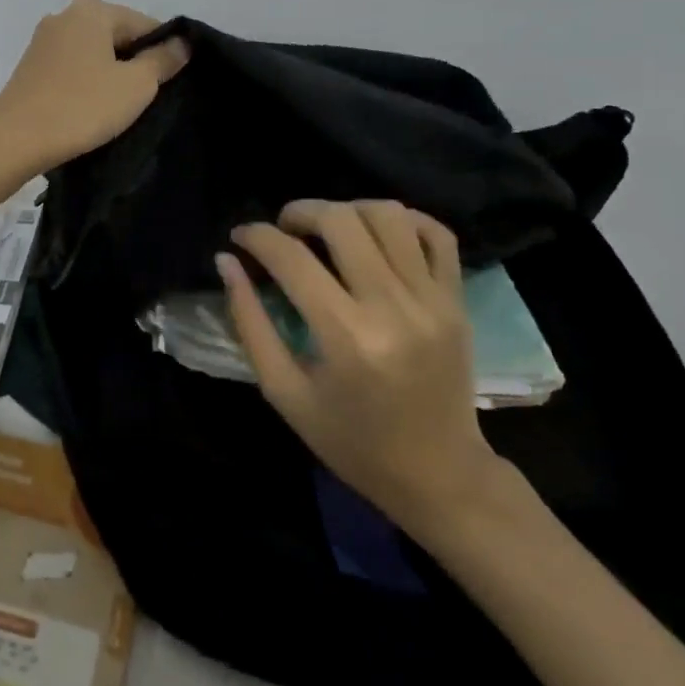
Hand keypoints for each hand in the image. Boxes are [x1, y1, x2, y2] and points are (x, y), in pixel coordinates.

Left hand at [0, 0, 189, 176]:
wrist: (14, 141)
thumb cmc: (81, 108)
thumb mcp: (136, 85)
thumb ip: (163, 60)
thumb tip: (182, 42)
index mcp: (92, 10)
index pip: (145, 24)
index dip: (162, 54)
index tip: (167, 86)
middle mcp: (64, 16)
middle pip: (117, 37)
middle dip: (134, 64)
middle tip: (143, 101)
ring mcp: (43, 41)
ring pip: (93, 54)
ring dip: (109, 77)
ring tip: (116, 110)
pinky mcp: (30, 67)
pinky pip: (72, 69)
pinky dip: (85, 85)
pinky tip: (89, 110)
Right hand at [218, 200, 499, 530]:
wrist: (439, 475)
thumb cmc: (351, 441)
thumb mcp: (283, 392)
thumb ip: (249, 322)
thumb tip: (226, 262)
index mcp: (346, 338)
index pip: (292, 258)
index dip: (256, 237)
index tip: (239, 237)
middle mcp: (394, 308)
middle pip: (341, 221)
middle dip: (299, 212)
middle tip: (282, 229)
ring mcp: (433, 301)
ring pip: (389, 216)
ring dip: (347, 210)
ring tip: (327, 230)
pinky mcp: (457, 301)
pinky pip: (436, 234)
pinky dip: (402, 220)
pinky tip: (375, 234)